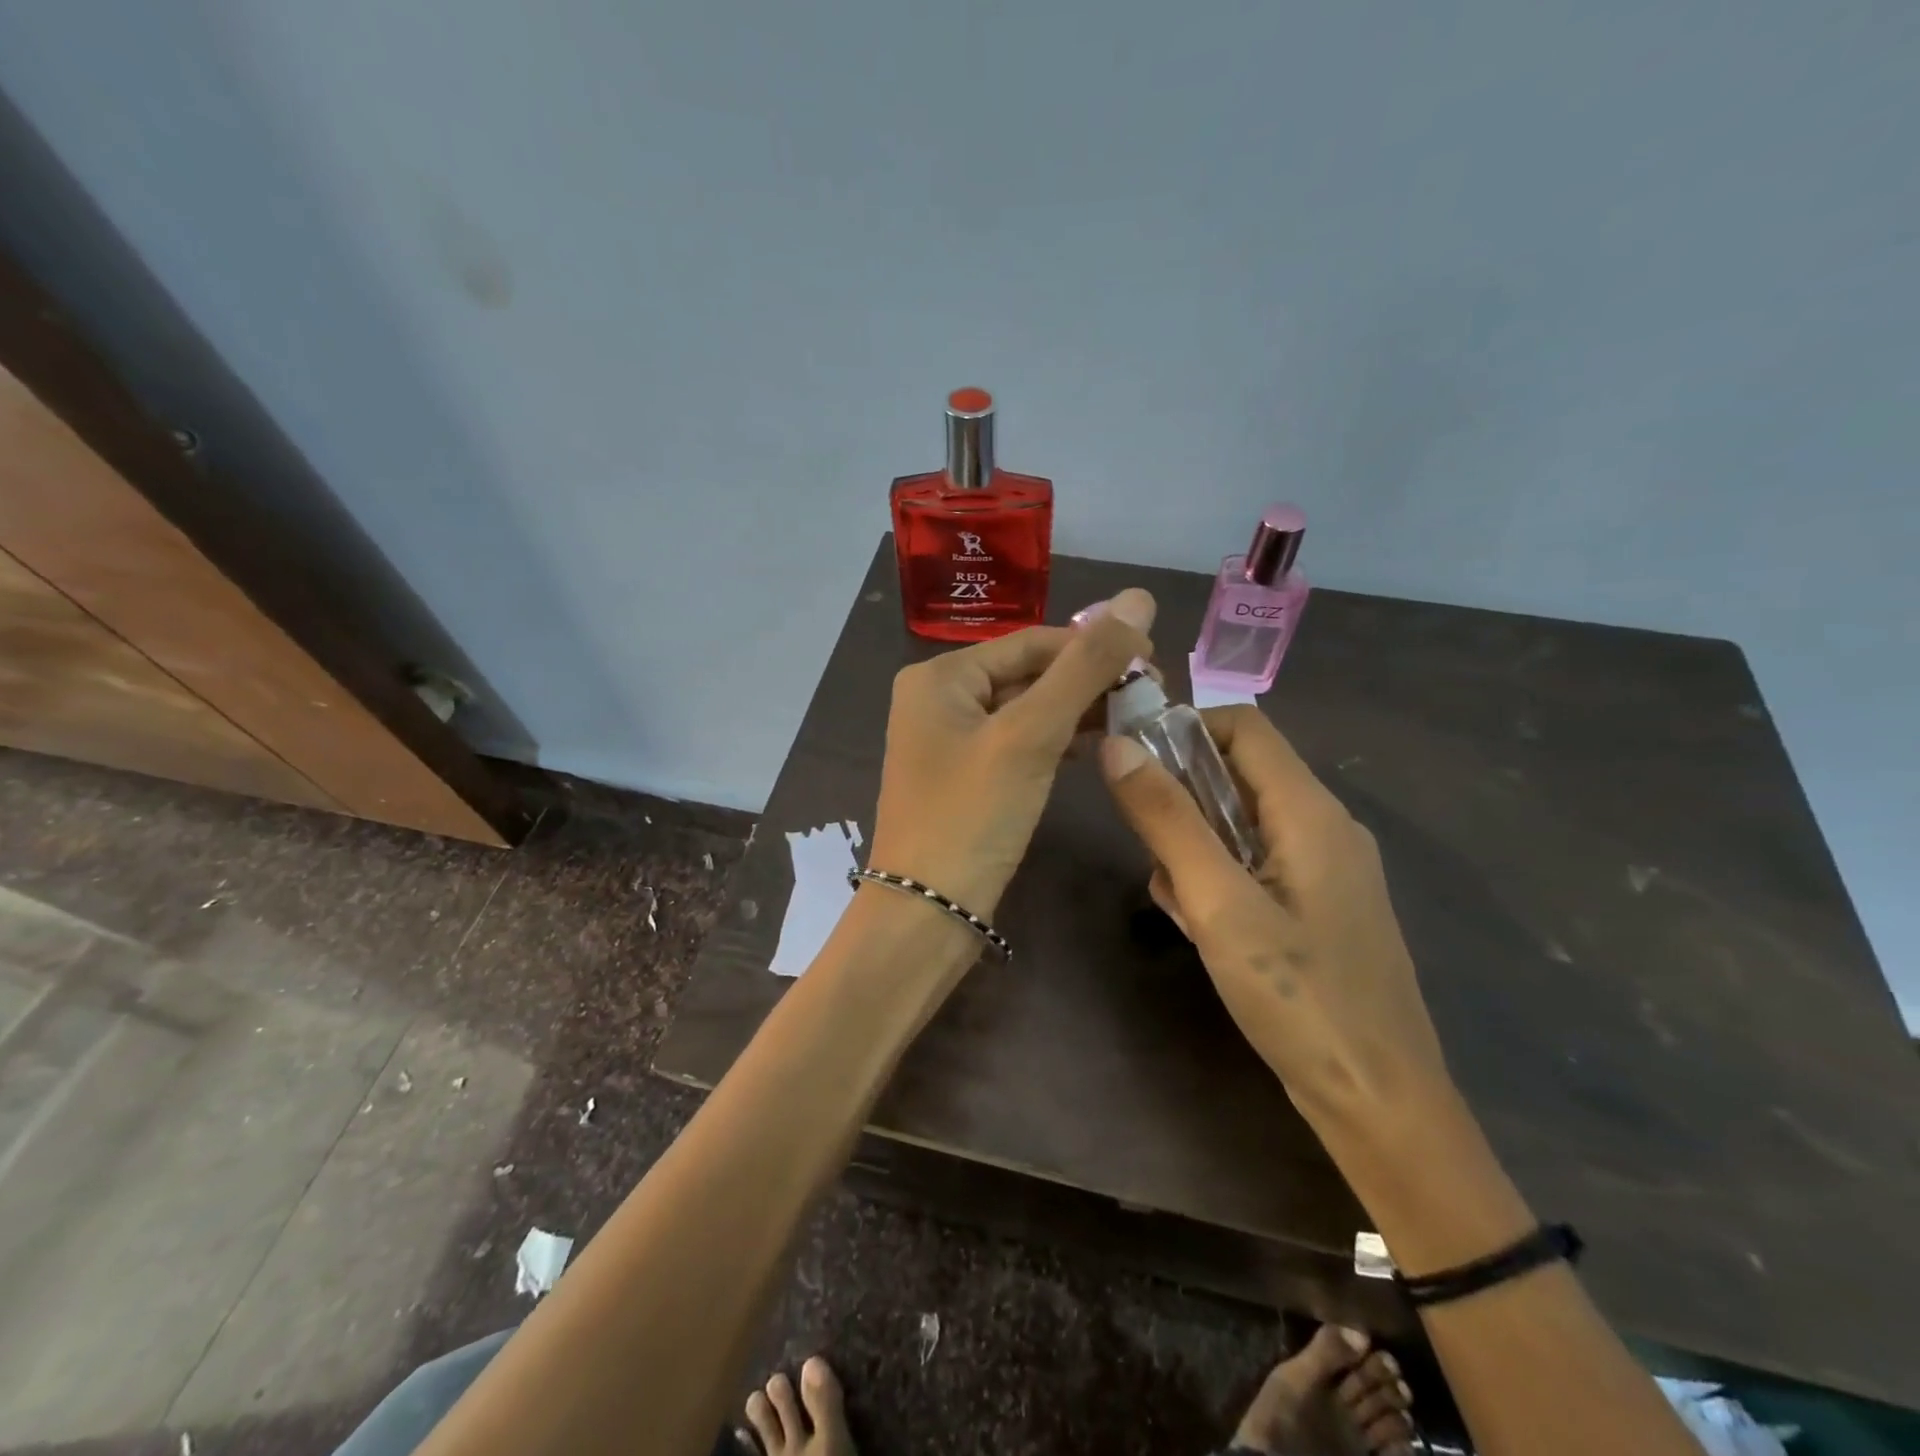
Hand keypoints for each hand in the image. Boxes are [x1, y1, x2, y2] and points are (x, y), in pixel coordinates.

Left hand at [867, 589, 1155, 918]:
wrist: (927, 914)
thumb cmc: (973, 816)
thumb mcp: (1030, 735)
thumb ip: (1084, 666)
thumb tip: (1137, 596)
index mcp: (940, 676)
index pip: (1032, 642)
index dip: (1094, 645)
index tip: (1155, 661)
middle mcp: (939, 699)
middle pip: (1028, 673)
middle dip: (1087, 680)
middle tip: (1151, 693)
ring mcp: (950, 740)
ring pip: (1026, 709)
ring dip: (1077, 710)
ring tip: (1136, 715)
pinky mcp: (966, 776)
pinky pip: (1018, 742)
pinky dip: (1056, 741)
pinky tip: (1095, 744)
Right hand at [1099, 705, 1451, 1141]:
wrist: (1380, 1105)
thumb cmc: (1298, 998)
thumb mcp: (1219, 904)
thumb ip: (1167, 820)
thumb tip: (1117, 745)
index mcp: (1310, 811)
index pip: (1243, 725)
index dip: (1184, 729)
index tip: (1132, 765)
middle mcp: (1325, 827)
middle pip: (1239, 775)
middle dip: (1183, 803)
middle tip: (1152, 855)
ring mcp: (1325, 870)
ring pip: (1240, 825)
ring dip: (1196, 850)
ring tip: (1180, 907)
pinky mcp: (1318, 907)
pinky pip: (1254, 865)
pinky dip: (1219, 881)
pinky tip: (1203, 931)